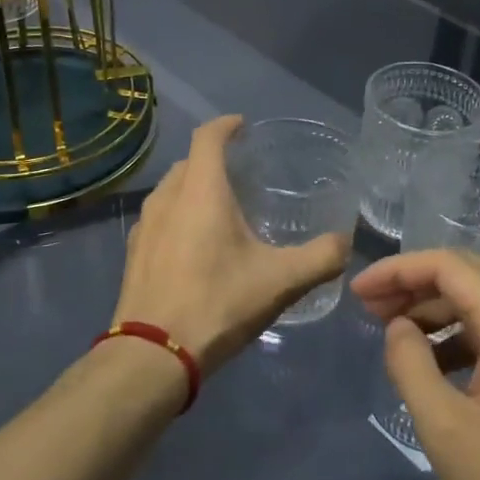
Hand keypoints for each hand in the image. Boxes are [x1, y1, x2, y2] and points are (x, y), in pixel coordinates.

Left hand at [115, 115, 349, 373]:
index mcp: (200, 191)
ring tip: (220, 207)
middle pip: (189, 162)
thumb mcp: (281, 281)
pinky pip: (159, 218)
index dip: (226, 125)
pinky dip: (178, 216)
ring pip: (171, 190)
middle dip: (212, 158)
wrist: (152, 355)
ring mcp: (145, 226)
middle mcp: (167, 197)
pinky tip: (194, 245)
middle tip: (241, 173)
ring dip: (193, 188)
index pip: (208, 136)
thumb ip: (320, 257)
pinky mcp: (134, 253)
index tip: (243, 126)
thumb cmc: (218, 303)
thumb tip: (346, 243)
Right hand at [354, 248, 479, 479]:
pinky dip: (457, 330)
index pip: (448, 266)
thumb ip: (410, 364)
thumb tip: (397, 327)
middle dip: (413, 282)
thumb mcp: (444, 428)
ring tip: (391, 329)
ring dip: (433, 305)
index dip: (397, 270)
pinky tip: (431, 359)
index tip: (359, 290)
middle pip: (466, 273)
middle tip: (369, 305)